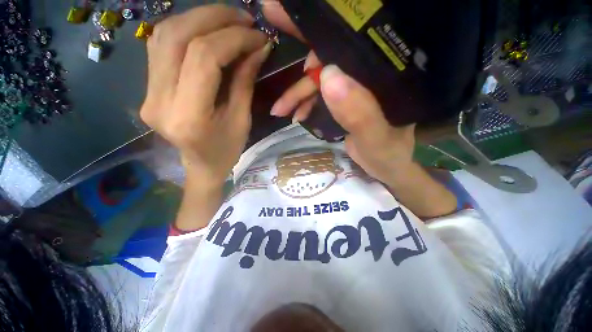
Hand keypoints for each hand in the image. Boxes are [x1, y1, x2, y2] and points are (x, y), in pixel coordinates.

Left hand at [140, 5, 269, 187]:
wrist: (201, 165)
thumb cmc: (227, 150)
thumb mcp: (242, 119)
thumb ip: (245, 81)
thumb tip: (258, 48)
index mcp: (188, 116)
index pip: (204, 57)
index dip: (233, 39)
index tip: (258, 36)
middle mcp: (159, 100)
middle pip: (178, 37)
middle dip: (215, 18)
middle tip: (244, 18)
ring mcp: (147, 92)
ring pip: (164, 35)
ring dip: (199, 18)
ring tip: (228, 20)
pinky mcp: (148, 88)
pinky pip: (161, 46)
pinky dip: (186, 30)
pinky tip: (207, 31)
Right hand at [262, 2, 414, 184]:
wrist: (385, 166)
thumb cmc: (387, 154)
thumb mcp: (376, 138)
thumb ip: (359, 113)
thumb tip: (327, 77)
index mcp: (383, 73)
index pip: (352, 42)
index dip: (318, 28)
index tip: (284, 13)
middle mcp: (369, 73)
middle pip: (329, 60)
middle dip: (300, 75)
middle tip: (279, 87)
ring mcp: (355, 86)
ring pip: (320, 80)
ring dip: (298, 94)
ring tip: (281, 110)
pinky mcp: (345, 99)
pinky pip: (320, 95)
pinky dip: (305, 103)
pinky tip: (297, 116)